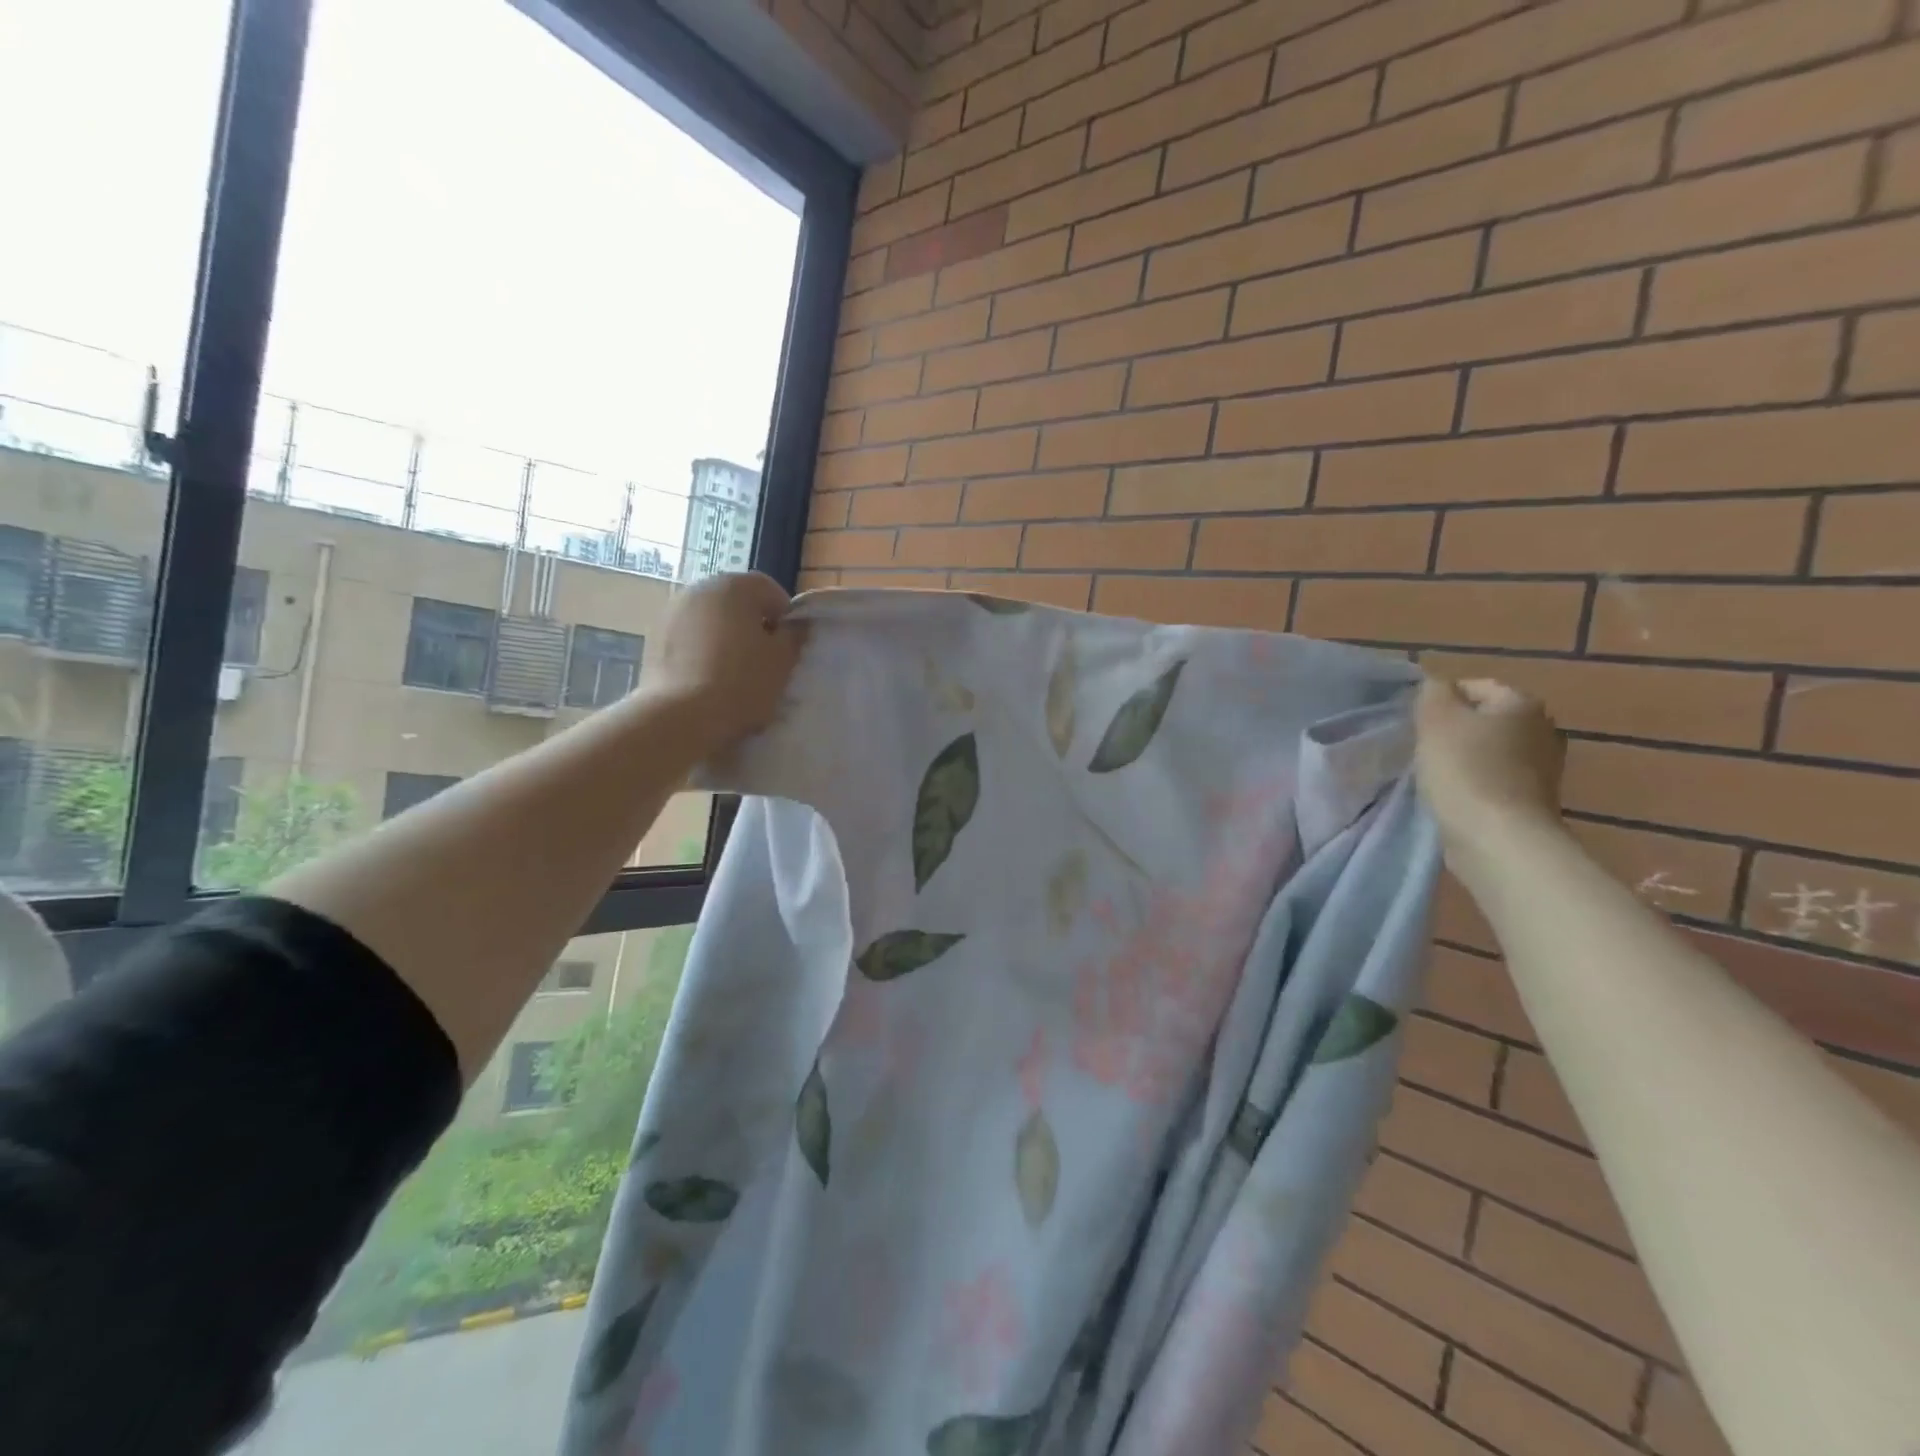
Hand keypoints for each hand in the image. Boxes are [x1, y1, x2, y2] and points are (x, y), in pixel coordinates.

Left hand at [651, 573, 803, 746]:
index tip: (787, 647)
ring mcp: (671, 611)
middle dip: (752, 625)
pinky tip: (707, 679)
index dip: (784, 618)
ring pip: (711, 619)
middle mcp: (699, 588)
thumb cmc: (741, 683)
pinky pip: (689, 637)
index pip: (770, 590)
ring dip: (726, 637)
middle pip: (737, 602)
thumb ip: (794, 636)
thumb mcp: (782, 661)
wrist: (680, 717)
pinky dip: (702, 650)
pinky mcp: (653, 637)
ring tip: (734, 673)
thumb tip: (796, 624)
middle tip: (763, 661)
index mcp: (734, 586)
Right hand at [1415, 677, 1565, 868]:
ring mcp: (1544, 767)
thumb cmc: (1465, 770)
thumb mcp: (1436, 719)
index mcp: (1522, 703)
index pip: (1474, 686)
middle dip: (1454, 730)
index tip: (1415, 724)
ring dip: (1463, 758)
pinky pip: (1496, 779)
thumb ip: (1432, 692)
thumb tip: (1437, 687)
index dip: (1440, 701)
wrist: (1498, 838)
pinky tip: (1454, 796)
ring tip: (1434, 774)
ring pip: (1490, 750)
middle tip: (1422, 747)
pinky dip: (1475, 783)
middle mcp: (1543, 729)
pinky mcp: (1534, 800)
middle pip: (1484, 719)